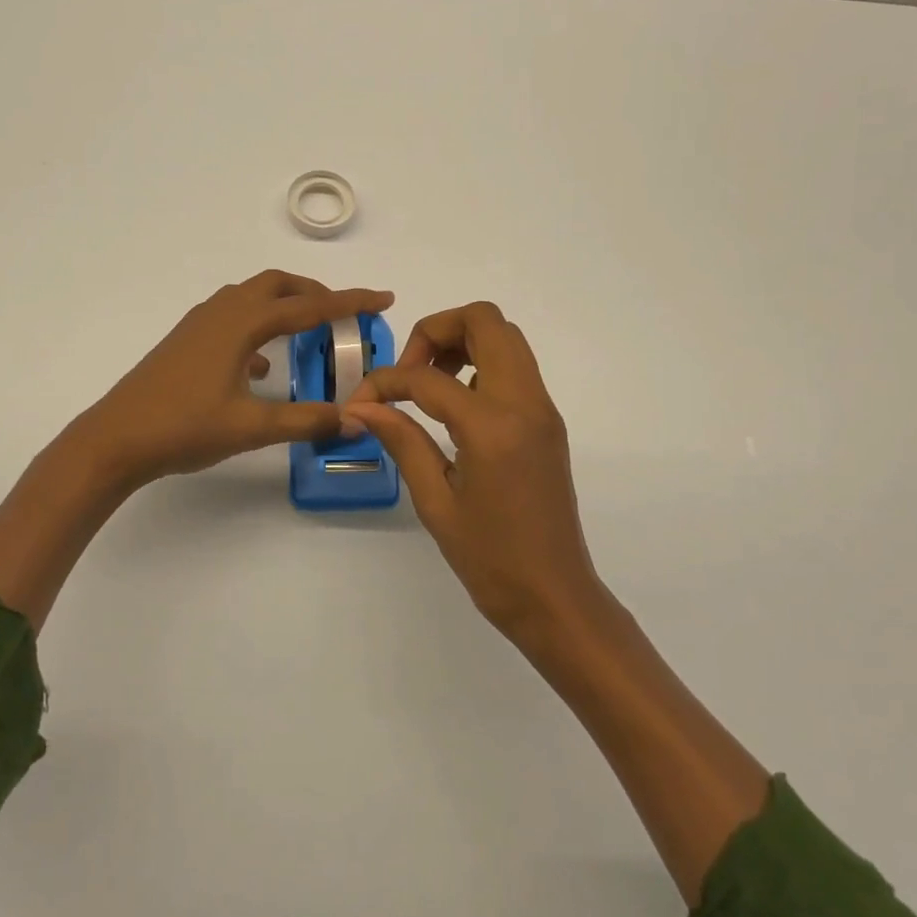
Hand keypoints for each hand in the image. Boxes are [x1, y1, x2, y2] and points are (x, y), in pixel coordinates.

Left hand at [71, 270, 394, 488]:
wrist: (114, 439)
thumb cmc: (183, 428)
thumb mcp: (251, 428)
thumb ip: (306, 422)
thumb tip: (355, 422)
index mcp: (242, 324)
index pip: (308, 306)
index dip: (349, 301)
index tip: (383, 298)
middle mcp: (221, 313)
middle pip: (276, 285)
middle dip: (313, 292)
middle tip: (342, 313)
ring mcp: (199, 325)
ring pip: (251, 298)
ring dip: (283, 305)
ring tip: (308, 331)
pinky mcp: (185, 342)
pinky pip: (231, 319)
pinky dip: (257, 328)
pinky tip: (261, 365)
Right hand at [342, 301, 601, 639]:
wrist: (555, 596)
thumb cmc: (490, 560)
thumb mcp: (435, 502)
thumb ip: (401, 440)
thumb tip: (361, 406)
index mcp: (493, 427)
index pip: (428, 378)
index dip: (385, 382)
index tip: (361, 404)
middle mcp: (525, 402)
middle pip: (485, 320)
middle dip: (436, 331)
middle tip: (409, 373)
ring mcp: (543, 408)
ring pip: (505, 337)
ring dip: (462, 342)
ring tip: (429, 387)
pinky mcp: (548, 420)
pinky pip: (515, 366)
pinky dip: (481, 364)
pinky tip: (456, 407)